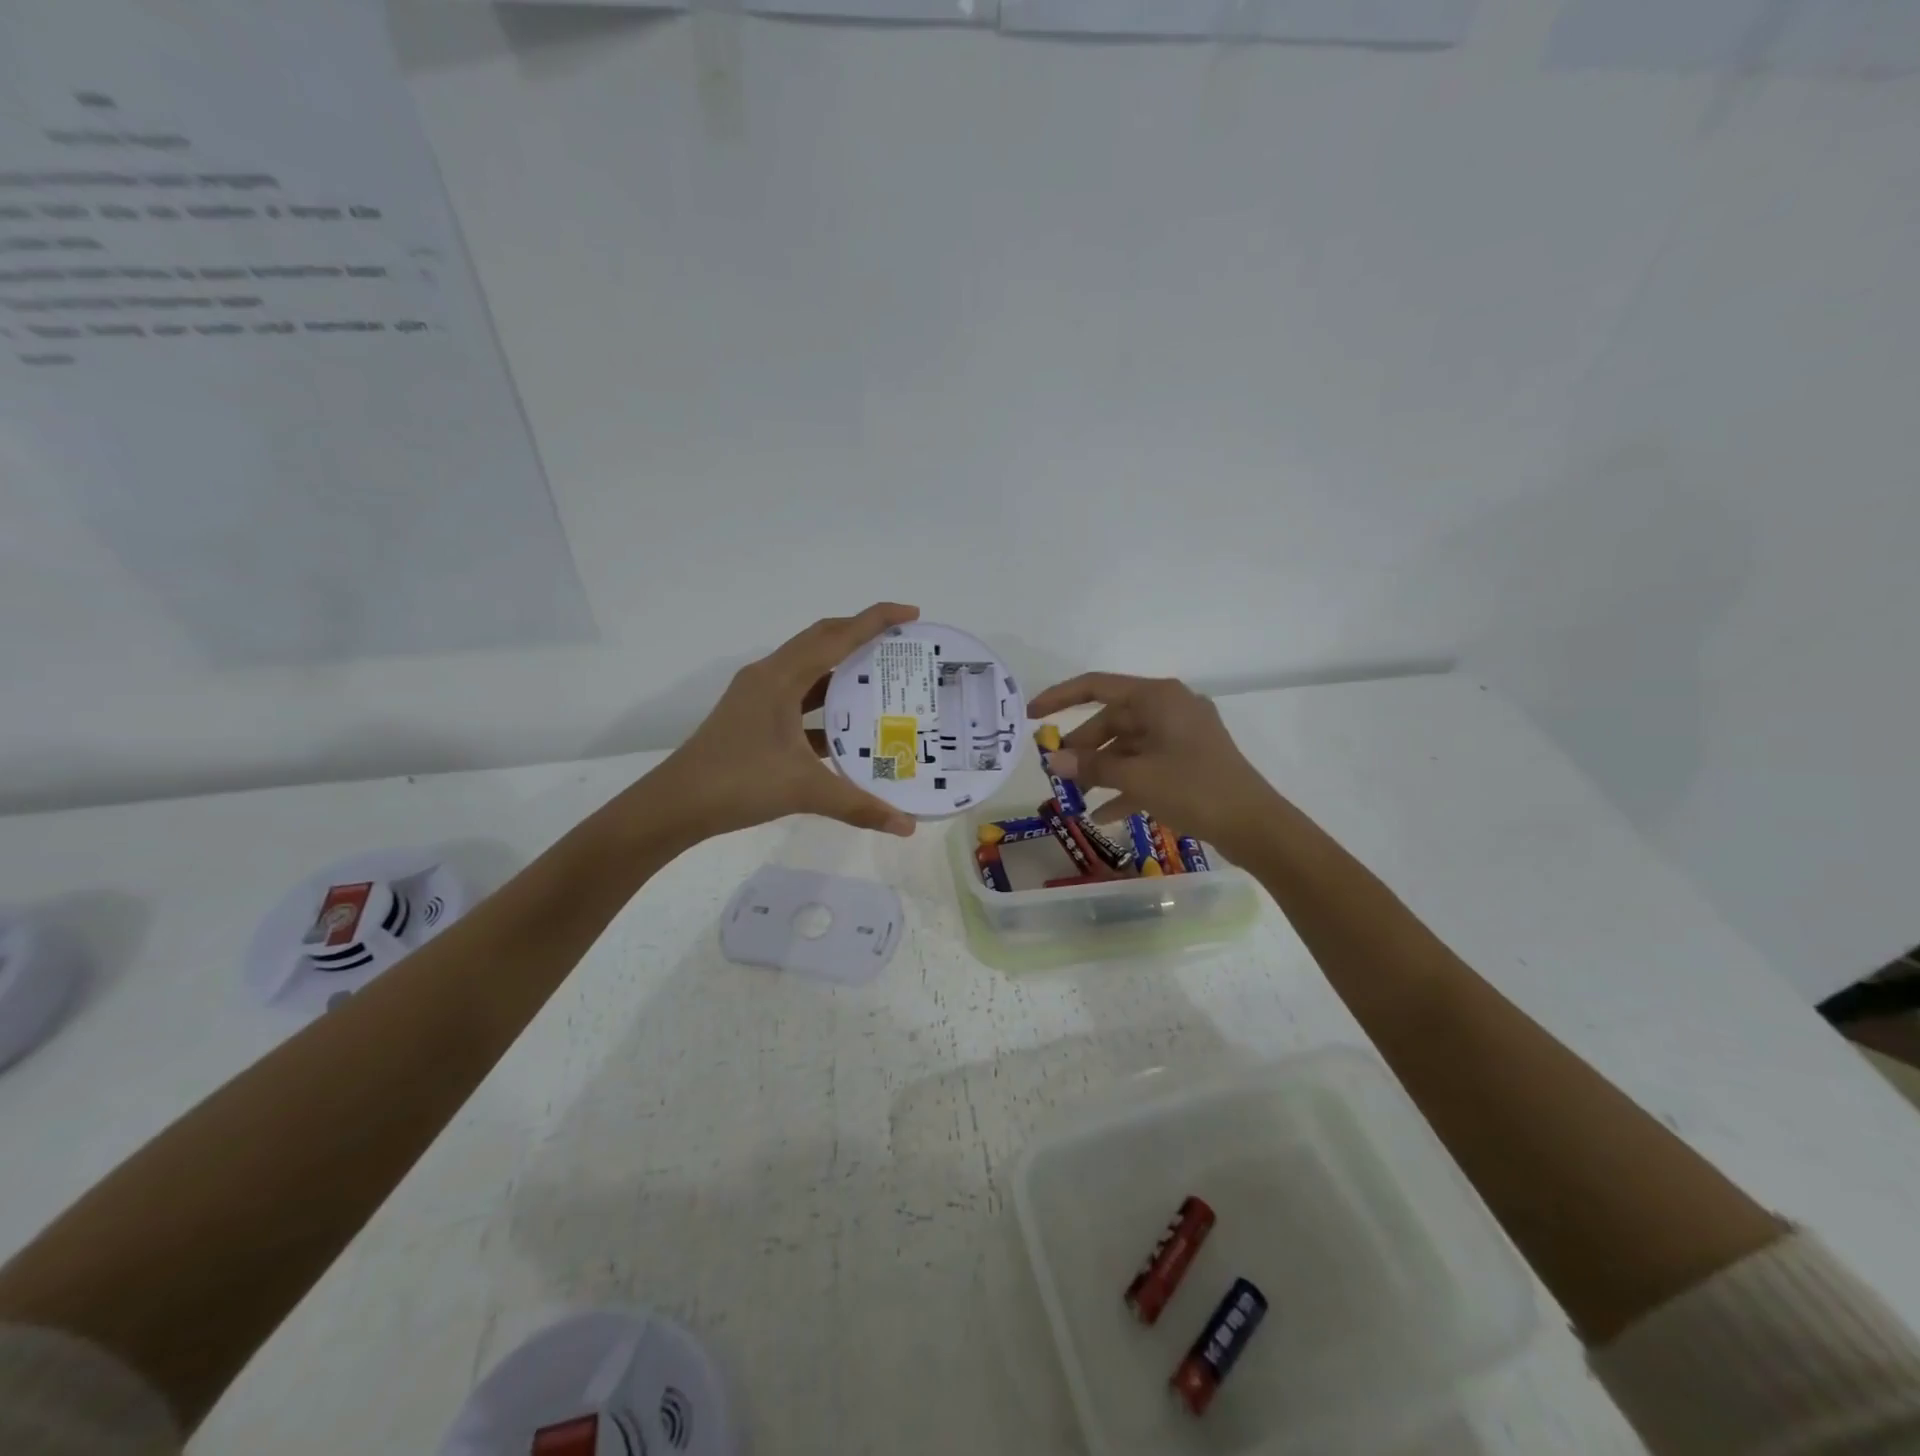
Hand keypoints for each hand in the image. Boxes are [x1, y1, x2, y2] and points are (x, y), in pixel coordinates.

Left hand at [654, 603, 921, 840]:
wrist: (675, 805)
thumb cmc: (738, 783)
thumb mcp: (805, 791)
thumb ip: (859, 806)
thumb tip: (907, 826)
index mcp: (780, 678)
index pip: (836, 636)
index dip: (875, 620)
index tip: (911, 614)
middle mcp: (769, 677)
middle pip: (823, 641)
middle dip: (863, 635)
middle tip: (902, 645)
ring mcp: (758, 697)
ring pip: (810, 669)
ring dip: (844, 669)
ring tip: (883, 679)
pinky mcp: (754, 717)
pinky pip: (799, 697)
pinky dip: (826, 703)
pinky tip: (850, 725)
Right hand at [1025, 673, 1278, 856]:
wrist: (1255, 825)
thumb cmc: (1194, 789)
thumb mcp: (1137, 777)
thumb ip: (1092, 766)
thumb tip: (1054, 760)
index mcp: (1158, 698)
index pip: (1097, 686)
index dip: (1060, 698)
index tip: (1031, 715)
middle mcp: (1169, 708)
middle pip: (1112, 720)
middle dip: (1083, 747)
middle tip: (1057, 772)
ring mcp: (1182, 736)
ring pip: (1129, 746)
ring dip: (1102, 769)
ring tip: (1076, 796)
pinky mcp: (1190, 762)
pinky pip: (1148, 766)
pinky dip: (1126, 785)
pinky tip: (1105, 814)